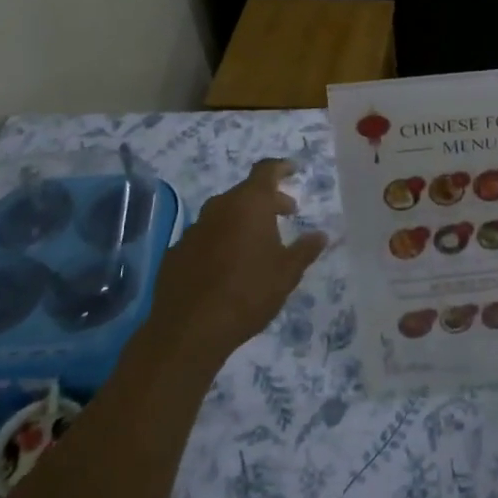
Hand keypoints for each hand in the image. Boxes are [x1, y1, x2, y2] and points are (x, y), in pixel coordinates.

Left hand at [149, 160, 327, 366]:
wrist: (189, 329)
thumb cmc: (248, 293)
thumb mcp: (286, 273)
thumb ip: (305, 250)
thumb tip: (321, 235)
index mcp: (249, 204)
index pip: (266, 171)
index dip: (281, 167)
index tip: (293, 170)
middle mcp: (219, 208)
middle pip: (246, 192)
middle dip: (267, 200)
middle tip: (286, 214)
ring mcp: (194, 229)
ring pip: (224, 214)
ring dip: (242, 220)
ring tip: (258, 242)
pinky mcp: (177, 252)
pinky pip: (206, 236)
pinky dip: (220, 240)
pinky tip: (227, 265)